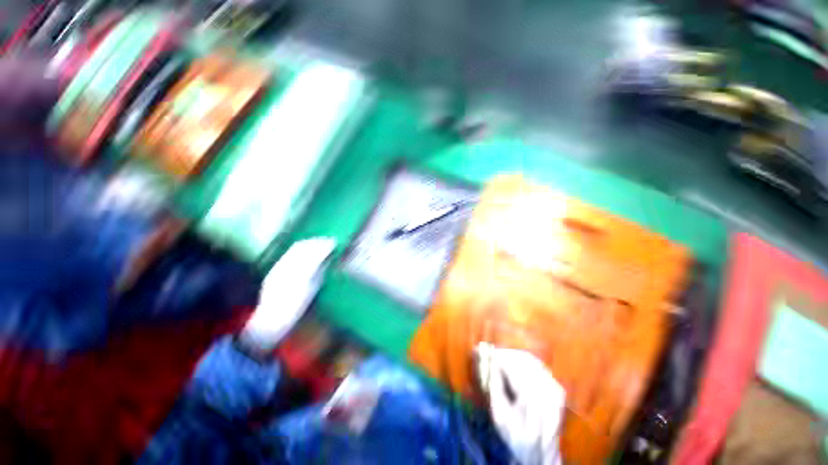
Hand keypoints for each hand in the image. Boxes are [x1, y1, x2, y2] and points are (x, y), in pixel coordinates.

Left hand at [240, 238, 335, 351]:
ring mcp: (279, 268)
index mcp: (300, 274)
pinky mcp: (274, 270)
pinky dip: (300, 248)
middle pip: (304, 247)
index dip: (325, 246)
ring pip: (295, 248)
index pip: (315, 254)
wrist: (270, 320)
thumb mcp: (312, 290)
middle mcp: (287, 268)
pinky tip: (306, 248)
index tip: (334, 242)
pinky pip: (289, 254)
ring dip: (309, 243)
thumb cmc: (296, 308)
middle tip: (329, 240)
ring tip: (319, 242)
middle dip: (317, 242)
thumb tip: (327, 260)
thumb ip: (319, 273)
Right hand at [475, 342, 565, 464]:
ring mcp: (555, 388)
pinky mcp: (558, 388)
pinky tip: (513, 364)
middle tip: (490, 353)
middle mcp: (546, 389)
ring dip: (513, 355)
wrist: (541, 456)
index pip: (511, 365)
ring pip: (530, 359)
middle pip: (522, 359)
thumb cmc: (516, 437)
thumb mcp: (499, 415)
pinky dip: (523, 361)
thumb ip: (494, 385)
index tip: (481, 350)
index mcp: (531, 398)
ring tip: (499, 357)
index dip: (495, 355)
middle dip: (504, 353)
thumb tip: (489, 361)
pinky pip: (538, 366)